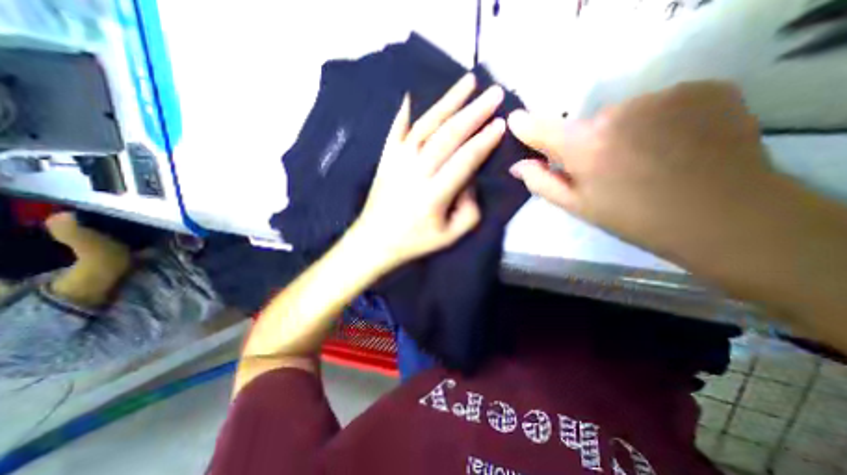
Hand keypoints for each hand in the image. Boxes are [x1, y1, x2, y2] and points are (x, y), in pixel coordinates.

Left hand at [351, 73, 500, 268]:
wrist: (375, 240)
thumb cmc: (415, 241)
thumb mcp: (451, 235)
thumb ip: (470, 210)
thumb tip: (470, 180)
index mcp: (434, 194)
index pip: (464, 160)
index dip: (484, 141)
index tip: (501, 123)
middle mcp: (416, 172)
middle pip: (448, 136)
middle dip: (474, 112)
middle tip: (495, 93)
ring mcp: (397, 161)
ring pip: (426, 126)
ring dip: (448, 102)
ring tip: (468, 82)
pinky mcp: (386, 158)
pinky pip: (396, 130)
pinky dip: (405, 112)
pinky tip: (413, 95)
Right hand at [505, 80, 775, 261]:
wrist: (722, 217)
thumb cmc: (632, 217)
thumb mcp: (577, 206)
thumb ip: (541, 182)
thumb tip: (517, 165)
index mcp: (583, 147)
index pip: (540, 127)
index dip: (525, 125)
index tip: (515, 121)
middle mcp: (616, 113)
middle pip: (587, 122)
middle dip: (589, 141)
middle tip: (608, 166)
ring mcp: (661, 96)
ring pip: (625, 112)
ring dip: (625, 130)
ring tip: (646, 157)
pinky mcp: (701, 88)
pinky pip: (661, 103)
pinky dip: (659, 120)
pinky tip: (675, 143)